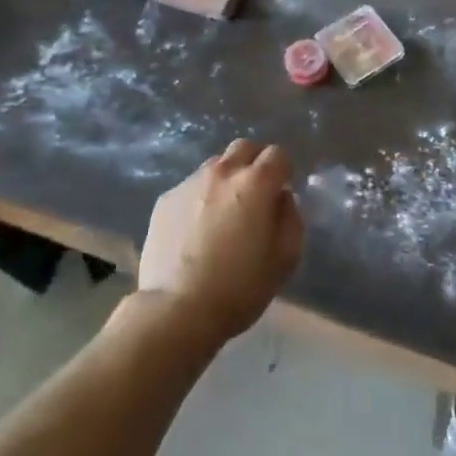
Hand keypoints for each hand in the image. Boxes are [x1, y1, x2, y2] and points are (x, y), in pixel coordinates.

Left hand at [138, 139, 302, 344]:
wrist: (177, 309)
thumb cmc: (239, 287)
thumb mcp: (285, 259)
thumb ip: (290, 219)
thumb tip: (281, 198)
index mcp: (255, 183)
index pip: (277, 154)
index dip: (283, 171)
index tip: (280, 193)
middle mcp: (222, 172)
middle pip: (244, 147)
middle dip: (255, 163)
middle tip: (255, 194)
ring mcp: (189, 183)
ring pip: (215, 165)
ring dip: (226, 179)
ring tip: (223, 213)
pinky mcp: (165, 199)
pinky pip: (190, 187)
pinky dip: (200, 198)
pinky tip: (196, 230)